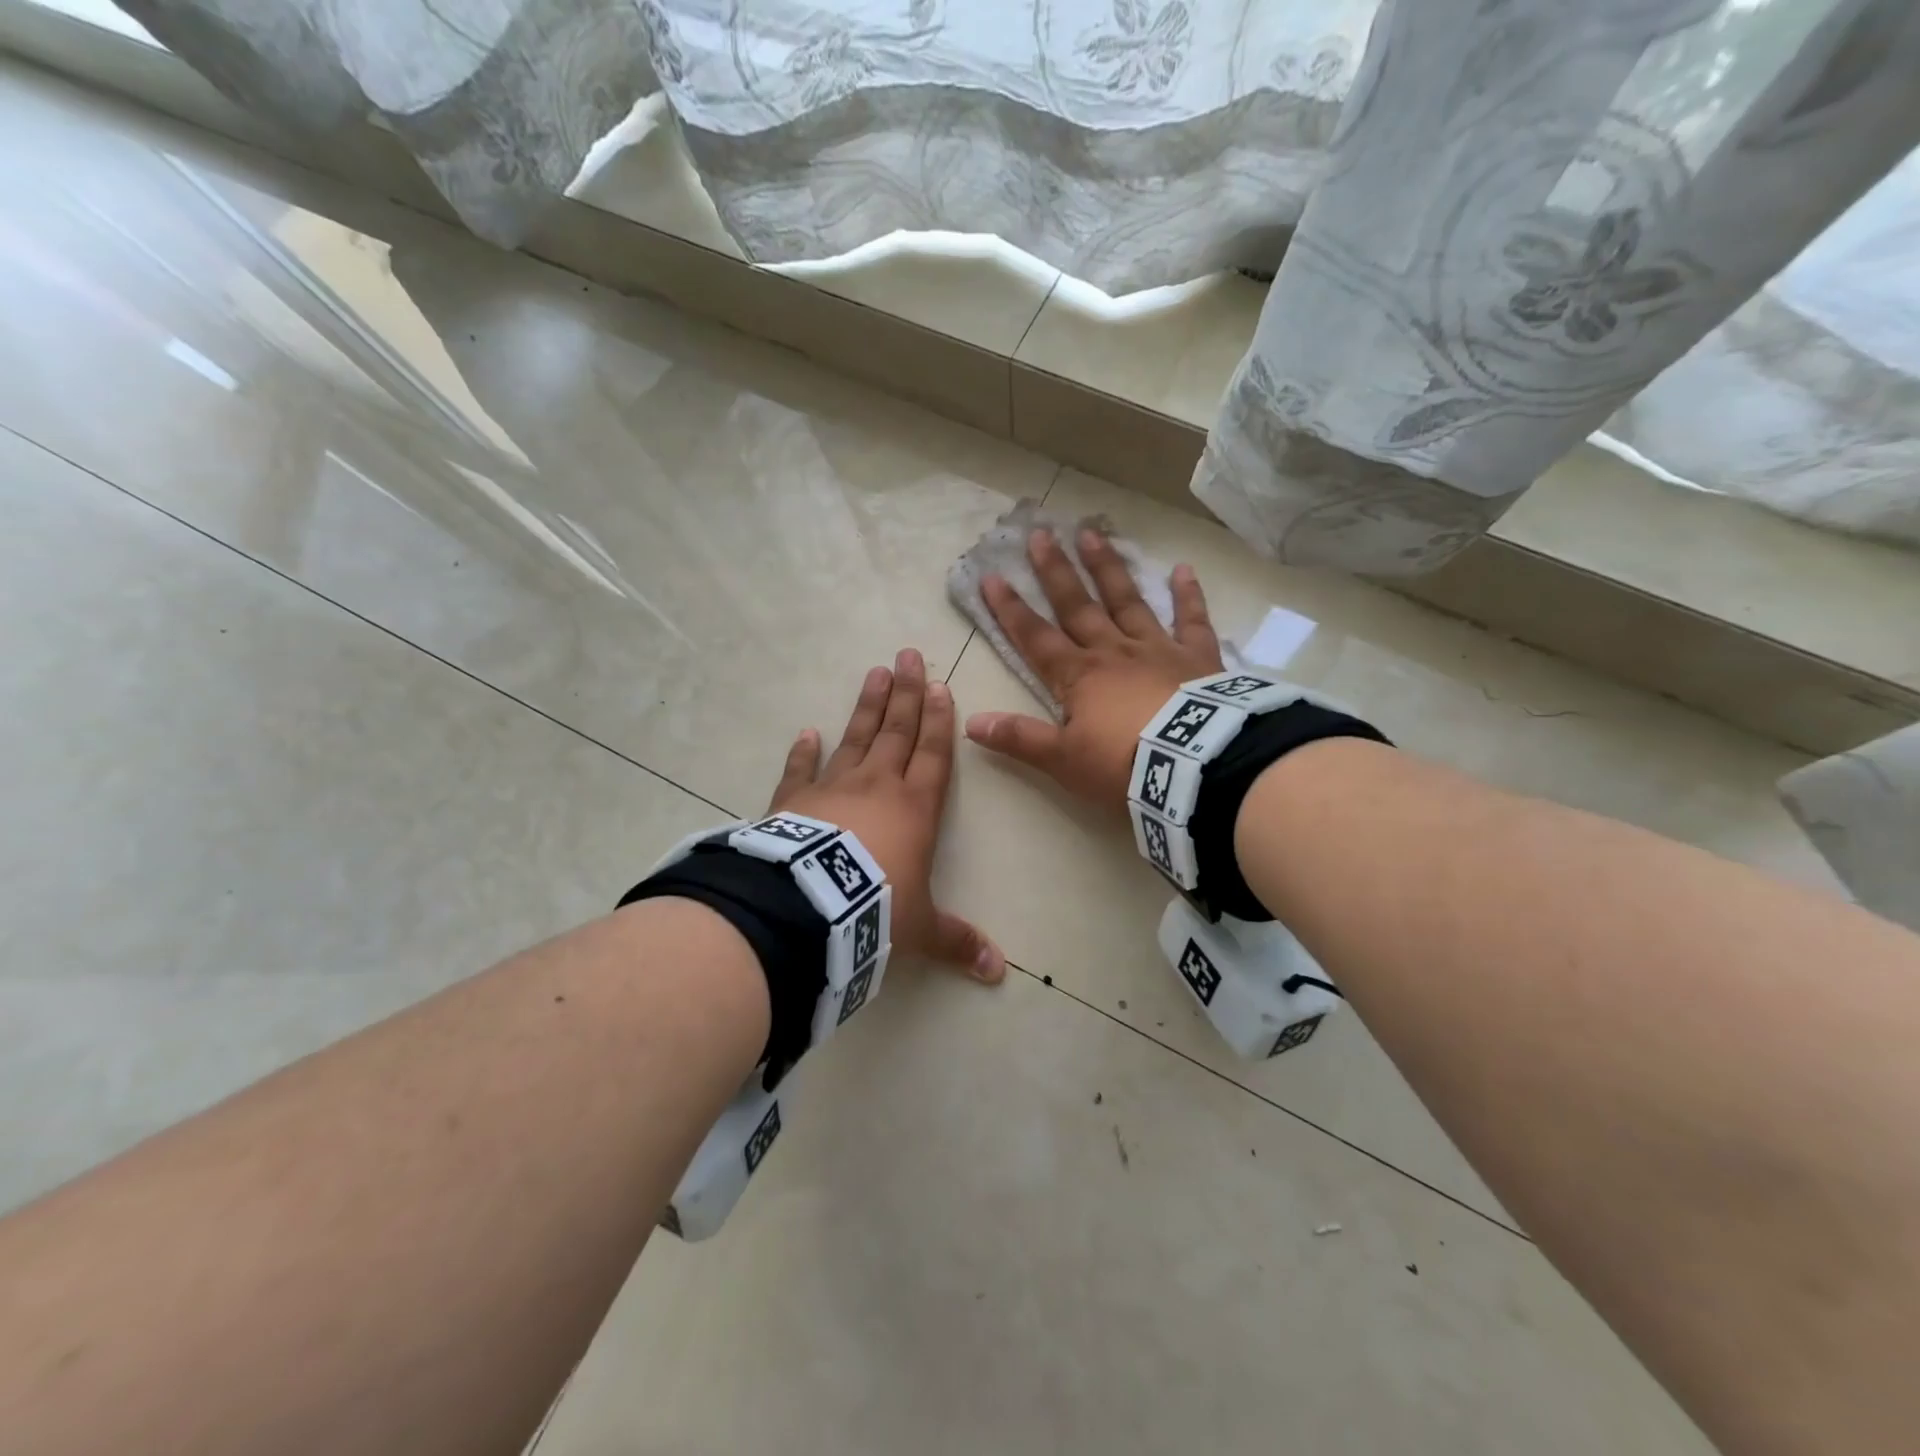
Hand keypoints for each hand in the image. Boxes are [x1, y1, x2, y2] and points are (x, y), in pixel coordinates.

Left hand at [770, 649, 1005, 982]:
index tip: (940, 686)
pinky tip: (807, 731)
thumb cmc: (876, 909)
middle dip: (906, 694)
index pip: (934, 755)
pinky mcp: (794, 801)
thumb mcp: (920, 929)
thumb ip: (957, 942)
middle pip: (897, 731)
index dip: (939, 722)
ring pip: (855, 738)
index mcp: (915, 808)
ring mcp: (833, 788)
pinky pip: (801, 770)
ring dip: (867, 706)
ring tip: (875, 672)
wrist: (809, 908)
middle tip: (907, 655)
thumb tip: (998, 973)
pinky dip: (803, 751)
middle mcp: (878, 786)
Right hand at [964, 527, 1221, 810]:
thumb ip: (1020, 739)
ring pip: (1127, 601)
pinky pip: (1191, 621)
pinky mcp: (1197, 658)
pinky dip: (1188, 596)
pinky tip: (1183, 569)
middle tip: (1040, 534)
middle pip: (1077, 606)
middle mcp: (1112, 652)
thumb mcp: (1063, 760)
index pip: (1035, 637)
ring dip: (1108, 569)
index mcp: (1078, 676)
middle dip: (1055, 572)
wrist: (1194, 767)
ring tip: (1092, 533)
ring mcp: (1156, 649)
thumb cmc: (1123, 765)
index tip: (992, 576)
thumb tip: (971, 724)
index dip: (1011, 609)